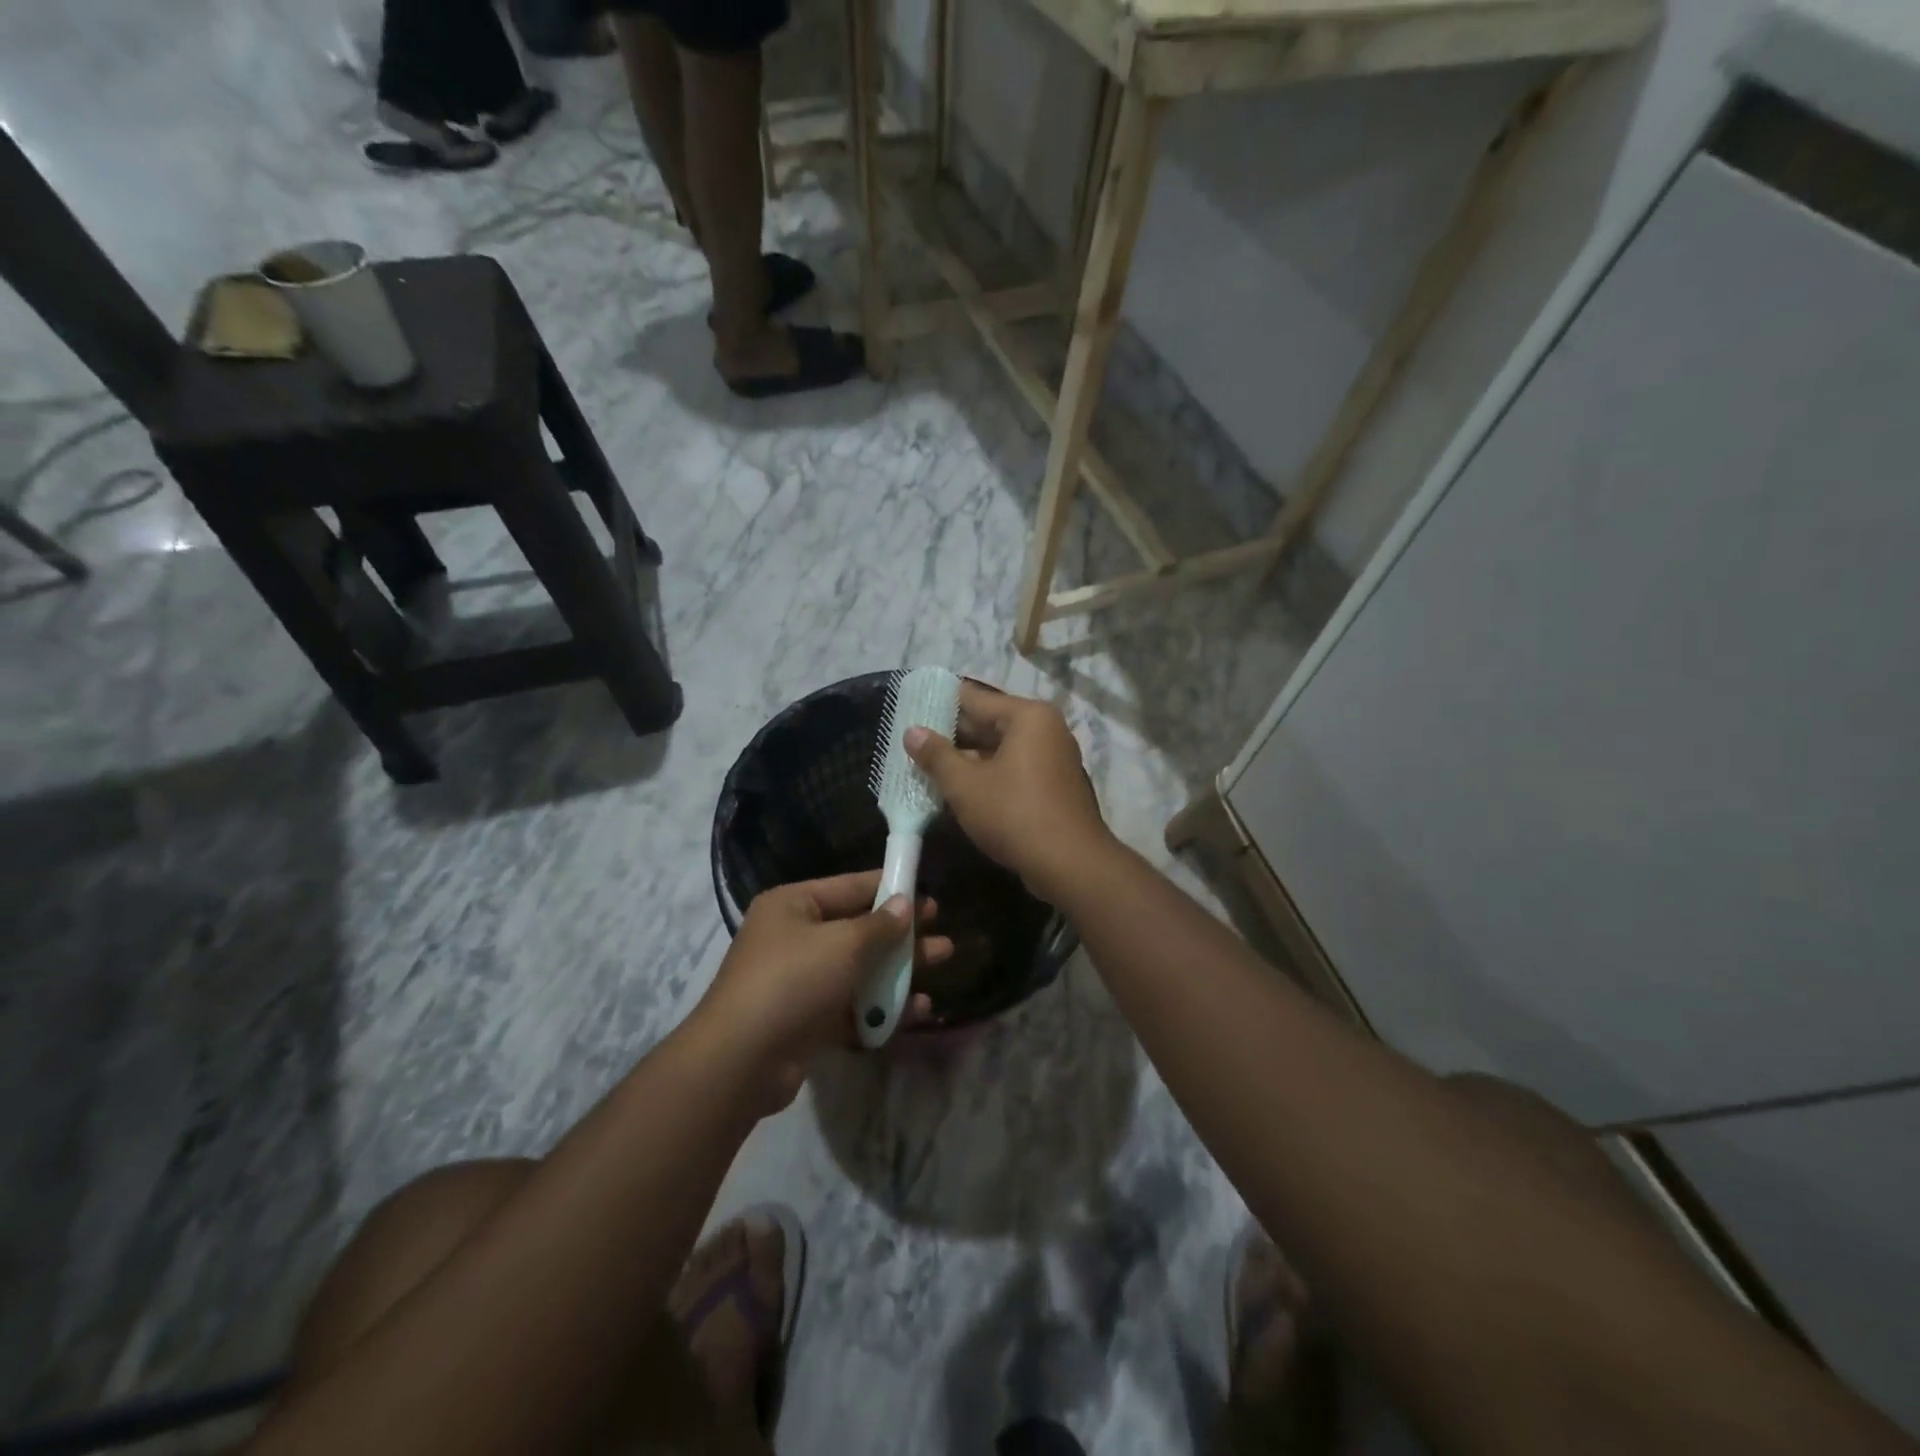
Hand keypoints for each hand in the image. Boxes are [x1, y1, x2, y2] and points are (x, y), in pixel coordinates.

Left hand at [695, 871, 948, 1110]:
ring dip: (899, 967)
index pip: (850, 887)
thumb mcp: (843, 944)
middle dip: (901, 932)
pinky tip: (920, 1009)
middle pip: (858, 929)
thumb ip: (880, 925)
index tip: (926, 890)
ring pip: (860, 968)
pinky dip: (882, 1006)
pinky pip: (853, 1005)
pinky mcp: (807, 1021)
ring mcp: (800, 982)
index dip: (890, 887)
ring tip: (943, 960)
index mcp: (793, 905)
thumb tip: (905, 904)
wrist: (742, 1060)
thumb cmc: (793, 980)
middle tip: (941, 929)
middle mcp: (795, 938)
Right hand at [905, 681, 1113, 903]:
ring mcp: (1052, 757)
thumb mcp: (965, 785)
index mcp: (1027, 716)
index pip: (974, 698)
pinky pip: (1013, 768)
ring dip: (967, 758)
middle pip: (988, 722)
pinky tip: (957, 788)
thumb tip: (912, 731)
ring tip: (926, 765)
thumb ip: (936, 755)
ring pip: (999, 749)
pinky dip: (987, 775)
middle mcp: (1045, 728)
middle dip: (951, 735)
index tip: (909, 709)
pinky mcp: (1053, 784)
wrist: (1070, 865)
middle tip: (911, 741)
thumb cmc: (1015, 815)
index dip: (939, 704)